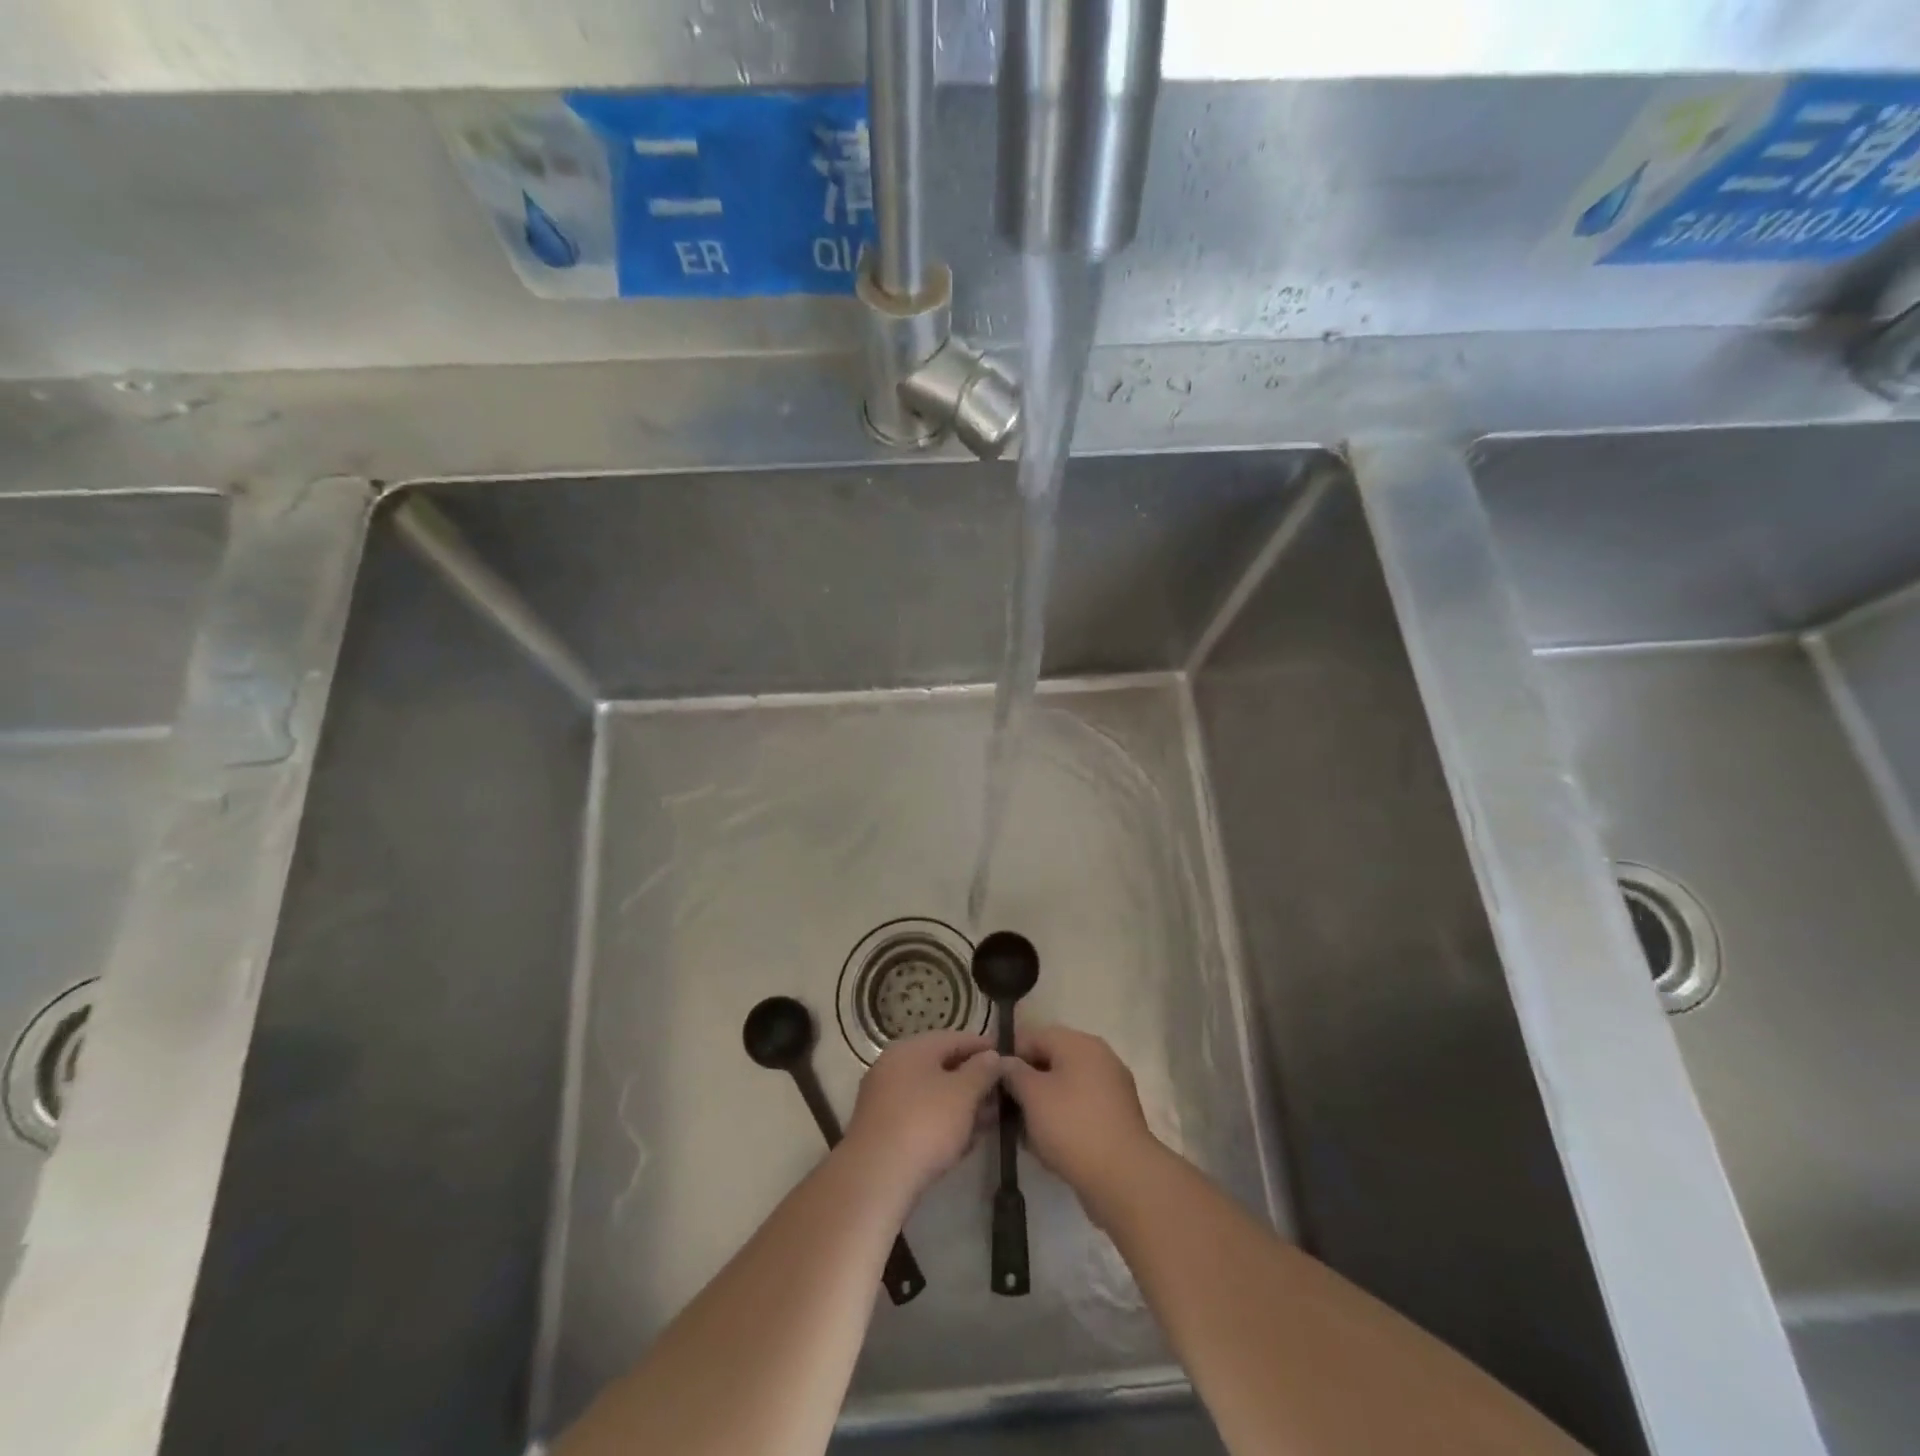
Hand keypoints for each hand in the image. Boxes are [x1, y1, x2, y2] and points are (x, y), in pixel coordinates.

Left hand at [844, 1031, 1001, 1201]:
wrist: (876, 1176)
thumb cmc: (925, 1124)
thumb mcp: (963, 1094)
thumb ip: (982, 1071)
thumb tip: (992, 1056)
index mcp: (912, 1048)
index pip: (954, 1038)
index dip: (982, 1045)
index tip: (1005, 1054)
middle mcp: (894, 1066)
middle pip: (941, 1066)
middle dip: (973, 1079)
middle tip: (1000, 1091)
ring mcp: (885, 1098)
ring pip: (931, 1094)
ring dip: (961, 1104)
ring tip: (989, 1118)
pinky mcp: (883, 1129)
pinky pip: (920, 1116)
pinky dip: (943, 1122)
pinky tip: (964, 1140)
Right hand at [1001, 1025, 1160, 1214]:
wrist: (1124, 1178)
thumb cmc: (1072, 1126)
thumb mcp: (1032, 1095)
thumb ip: (1013, 1072)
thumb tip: (1005, 1062)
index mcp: (1079, 1043)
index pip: (1034, 1035)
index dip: (1009, 1054)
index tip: (992, 1080)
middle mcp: (1099, 1057)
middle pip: (1051, 1060)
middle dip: (1026, 1082)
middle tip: (1005, 1107)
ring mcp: (1112, 1087)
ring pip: (1065, 1086)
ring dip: (1042, 1103)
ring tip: (1023, 1131)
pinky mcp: (1117, 1116)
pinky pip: (1081, 1107)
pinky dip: (1062, 1118)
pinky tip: (1047, 1144)